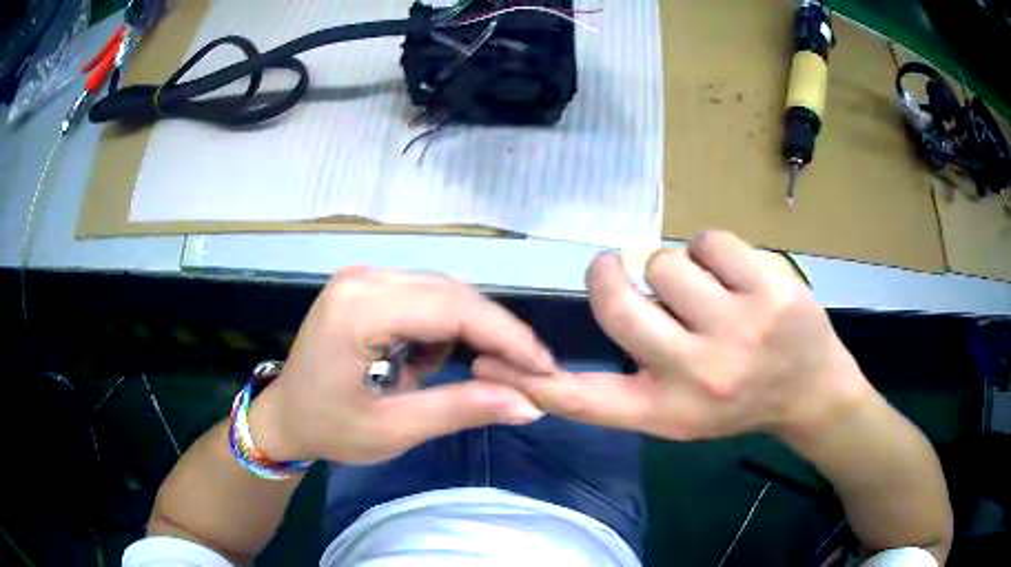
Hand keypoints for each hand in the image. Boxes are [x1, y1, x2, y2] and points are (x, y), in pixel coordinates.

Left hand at [250, 268, 554, 463]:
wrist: (284, 417)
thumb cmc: (328, 428)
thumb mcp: (393, 430)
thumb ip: (460, 410)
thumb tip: (530, 403)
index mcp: (358, 309)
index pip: (452, 308)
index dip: (506, 337)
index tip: (544, 367)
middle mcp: (363, 278)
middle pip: (452, 294)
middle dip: (495, 333)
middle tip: (528, 372)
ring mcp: (363, 278)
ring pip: (443, 293)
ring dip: (468, 332)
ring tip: (472, 374)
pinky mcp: (367, 286)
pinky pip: (424, 297)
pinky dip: (442, 328)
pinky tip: (429, 362)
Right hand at [475, 231, 871, 441]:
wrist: (812, 393)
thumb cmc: (739, 403)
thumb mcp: (676, 413)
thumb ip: (625, 382)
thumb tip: (565, 346)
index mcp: (664, 412)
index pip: (583, 399)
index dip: (530, 377)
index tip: (491, 359)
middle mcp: (694, 375)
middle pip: (617, 302)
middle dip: (610, 274)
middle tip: (618, 268)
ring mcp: (737, 331)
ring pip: (665, 263)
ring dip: (676, 270)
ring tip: (705, 292)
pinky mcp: (770, 290)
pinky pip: (709, 241)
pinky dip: (713, 251)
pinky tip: (734, 276)